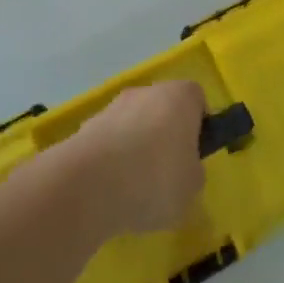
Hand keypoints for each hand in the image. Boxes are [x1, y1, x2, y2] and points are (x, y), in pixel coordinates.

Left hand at [66, 80, 206, 237]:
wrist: (89, 185)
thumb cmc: (155, 179)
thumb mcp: (192, 187)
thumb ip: (192, 172)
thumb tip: (182, 170)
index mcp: (181, 96)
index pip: (196, 100)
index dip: (198, 126)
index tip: (193, 155)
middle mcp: (147, 91)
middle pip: (162, 110)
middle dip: (164, 137)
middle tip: (166, 175)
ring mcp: (113, 106)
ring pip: (133, 126)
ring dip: (135, 149)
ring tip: (133, 191)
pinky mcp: (86, 127)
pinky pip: (108, 143)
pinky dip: (110, 161)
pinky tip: (109, 191)